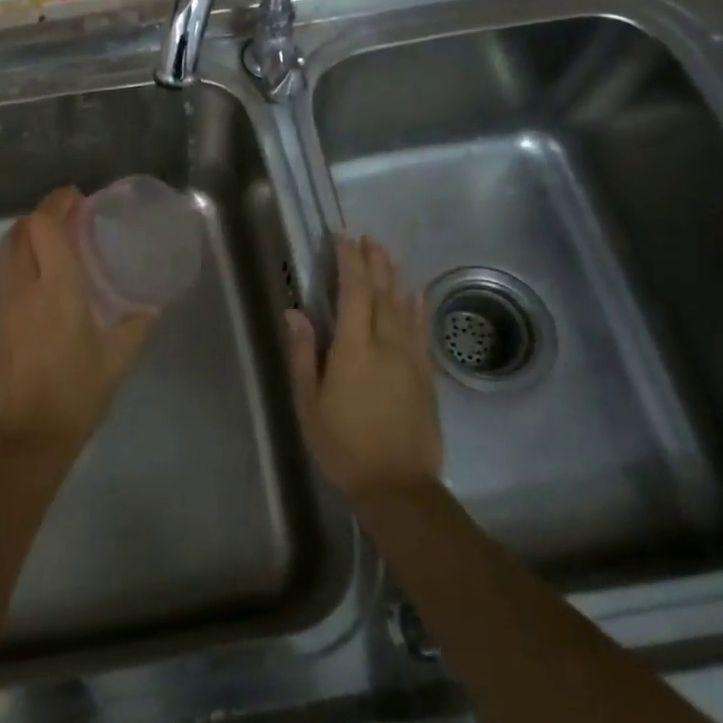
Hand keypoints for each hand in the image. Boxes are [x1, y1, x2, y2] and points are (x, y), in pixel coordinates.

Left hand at [0, 186, 155, 457]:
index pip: (44, 227)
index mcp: (57, 290)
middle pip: (20, 231)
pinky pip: (3, 275)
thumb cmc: (76, 395)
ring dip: (27, 236)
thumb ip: (135, 328)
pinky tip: (40, 279)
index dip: (57, 203)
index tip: (76, 198)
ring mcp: (3, 304)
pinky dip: (19, 260)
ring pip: (7, 251)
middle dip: (41, 214)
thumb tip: (150, 309)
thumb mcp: (117, 361)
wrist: (26, 437)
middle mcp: (24, 288)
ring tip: (54, 243)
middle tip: (68, 218)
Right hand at [287, 235, 442, 497]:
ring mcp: (412, 358)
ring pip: (404, 306)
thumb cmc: (343, 445)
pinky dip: (418, 306)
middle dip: (374, 261)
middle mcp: (387, 344)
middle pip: (382, 292)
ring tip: (386, 253)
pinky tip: (416, 293)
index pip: (354, 292)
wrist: (398, 485)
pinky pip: (422, 330)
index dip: (350, 261)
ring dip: (395, 276)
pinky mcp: (426, 374)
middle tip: (366, 237)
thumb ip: (304, 354)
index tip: (343, 238)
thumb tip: (295, 312)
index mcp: (355, 349)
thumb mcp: (310, 403)